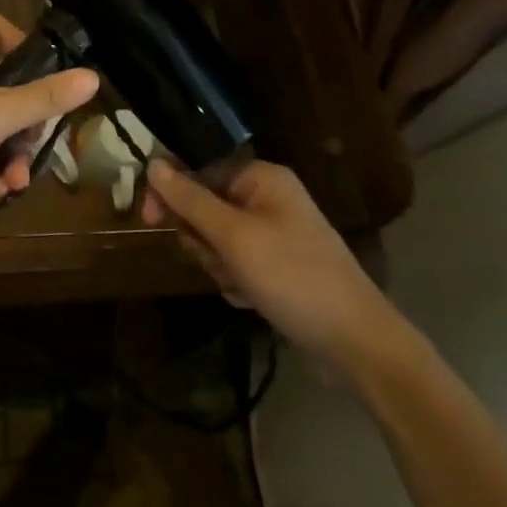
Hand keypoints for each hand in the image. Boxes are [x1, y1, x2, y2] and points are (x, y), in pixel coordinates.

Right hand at [143, 159, 406, 376]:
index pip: (198, 169)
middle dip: (203, 240)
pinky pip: (236, 264)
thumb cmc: (293, 277)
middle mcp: (269, 198)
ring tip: (243, 285)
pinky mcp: (278, 266)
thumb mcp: (234, 237)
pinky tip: (253, 300)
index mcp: (262, 178)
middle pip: (205, 207)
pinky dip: (236, 281)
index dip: (170, 193)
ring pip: (217, 240)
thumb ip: (190, 200)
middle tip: (220, 261)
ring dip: (220, 265)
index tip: (149, 221)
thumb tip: (153, 163)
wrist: (357, 343)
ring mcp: (275, 233)